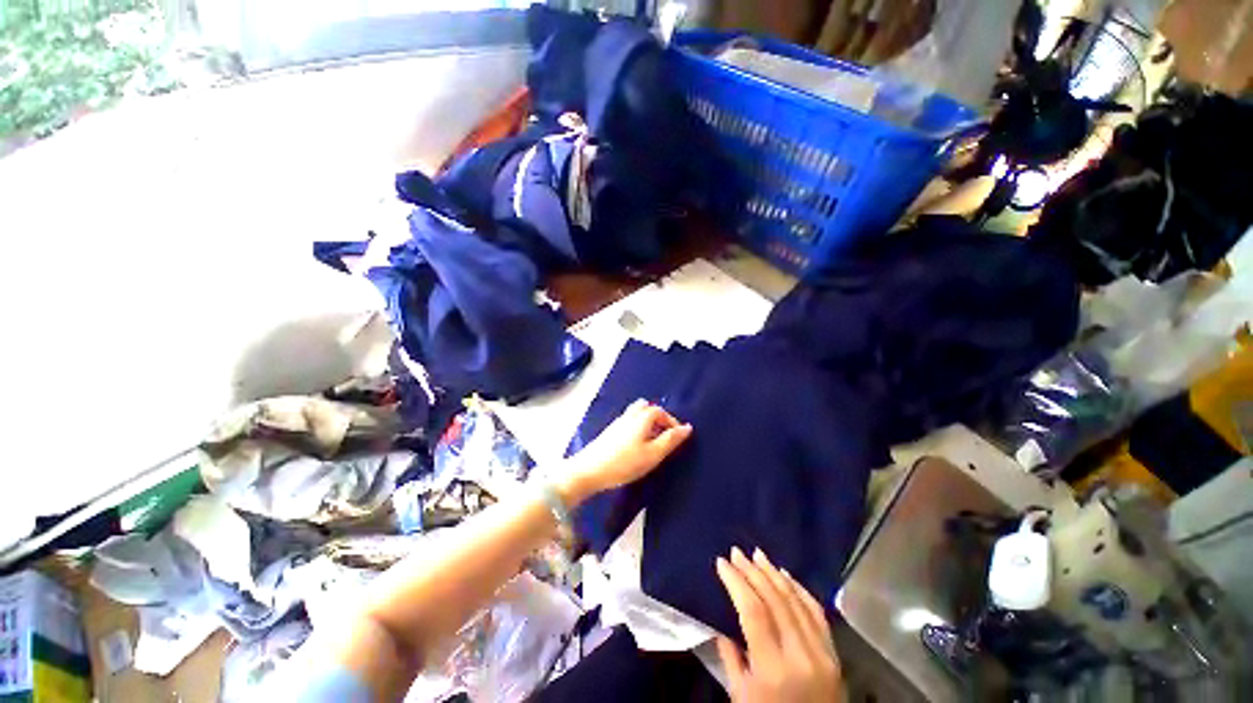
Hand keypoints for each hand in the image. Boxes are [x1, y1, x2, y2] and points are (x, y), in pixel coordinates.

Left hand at [559, 399, 691, 505]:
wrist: (589, 470)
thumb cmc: (625, 462)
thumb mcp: (653, 454)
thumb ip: (671, 440)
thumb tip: (687, 427)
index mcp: (642, 417)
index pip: (661, 411)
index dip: (672, 421)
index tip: (678, 437)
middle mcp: (630, 415)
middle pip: (647, 408)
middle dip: (659, 418)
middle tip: (665, 436)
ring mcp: (618, 422)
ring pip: (636, 414)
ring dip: (647, 423)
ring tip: (652, 442)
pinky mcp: (610, 432)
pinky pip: (629, 422)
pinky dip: (637, 428)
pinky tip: (636, 445)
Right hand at [715, 548, 844, 702]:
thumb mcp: (741, 699)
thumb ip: (731, 660)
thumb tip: (721, 628)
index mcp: (773, 669)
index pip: (753, 612)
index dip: (736, 582)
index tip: (722, 563)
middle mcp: (801, 656)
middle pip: (775, 601)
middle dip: (753, 571)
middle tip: (737, 552)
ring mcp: (822, 654)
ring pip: (796, 601)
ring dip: (775, 574)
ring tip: (758, 555)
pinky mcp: (834, 655)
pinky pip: (817, 613)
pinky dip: (800, 590)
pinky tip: (786, 575)